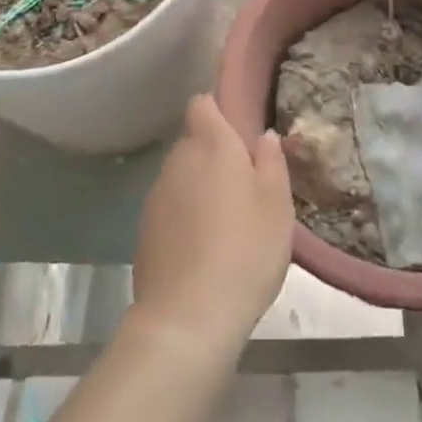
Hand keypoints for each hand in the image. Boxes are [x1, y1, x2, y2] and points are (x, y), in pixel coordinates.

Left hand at [130, 94, 292, 355]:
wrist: (186, 318)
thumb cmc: (245, 251)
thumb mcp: (277, 205)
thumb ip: (272, 162)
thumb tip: (264, 136)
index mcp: (212, 144)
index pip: (202, 104)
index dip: (217, 110)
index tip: (238, 131)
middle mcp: (178, 160)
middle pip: (193, 141)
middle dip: (214, 154)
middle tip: (244, 186)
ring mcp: (156, 195)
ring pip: (181, 175)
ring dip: (199, 186)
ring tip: (226, 223)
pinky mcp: (144, 230)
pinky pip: (170, 207)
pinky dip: (184, 216)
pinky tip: (203, 249)